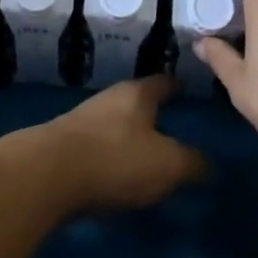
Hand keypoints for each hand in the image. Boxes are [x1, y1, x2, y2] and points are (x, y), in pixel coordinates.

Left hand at [23, 75, 208, 213]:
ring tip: (147, 155)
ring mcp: (85, 119)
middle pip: (138, 101)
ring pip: (116, 123)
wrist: (48, 174)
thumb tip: (209, 164)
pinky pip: (98, 145)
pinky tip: (116, 174)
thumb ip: (192, 163)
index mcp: (138, 93)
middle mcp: (111, 98)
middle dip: (154, 114)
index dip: (178, 88)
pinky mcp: (66, 144)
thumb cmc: (116, 159)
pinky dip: (111, 155)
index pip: (164, 82)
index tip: (189, 92)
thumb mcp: (167, 165)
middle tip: (174, 129)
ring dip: (130, 136)